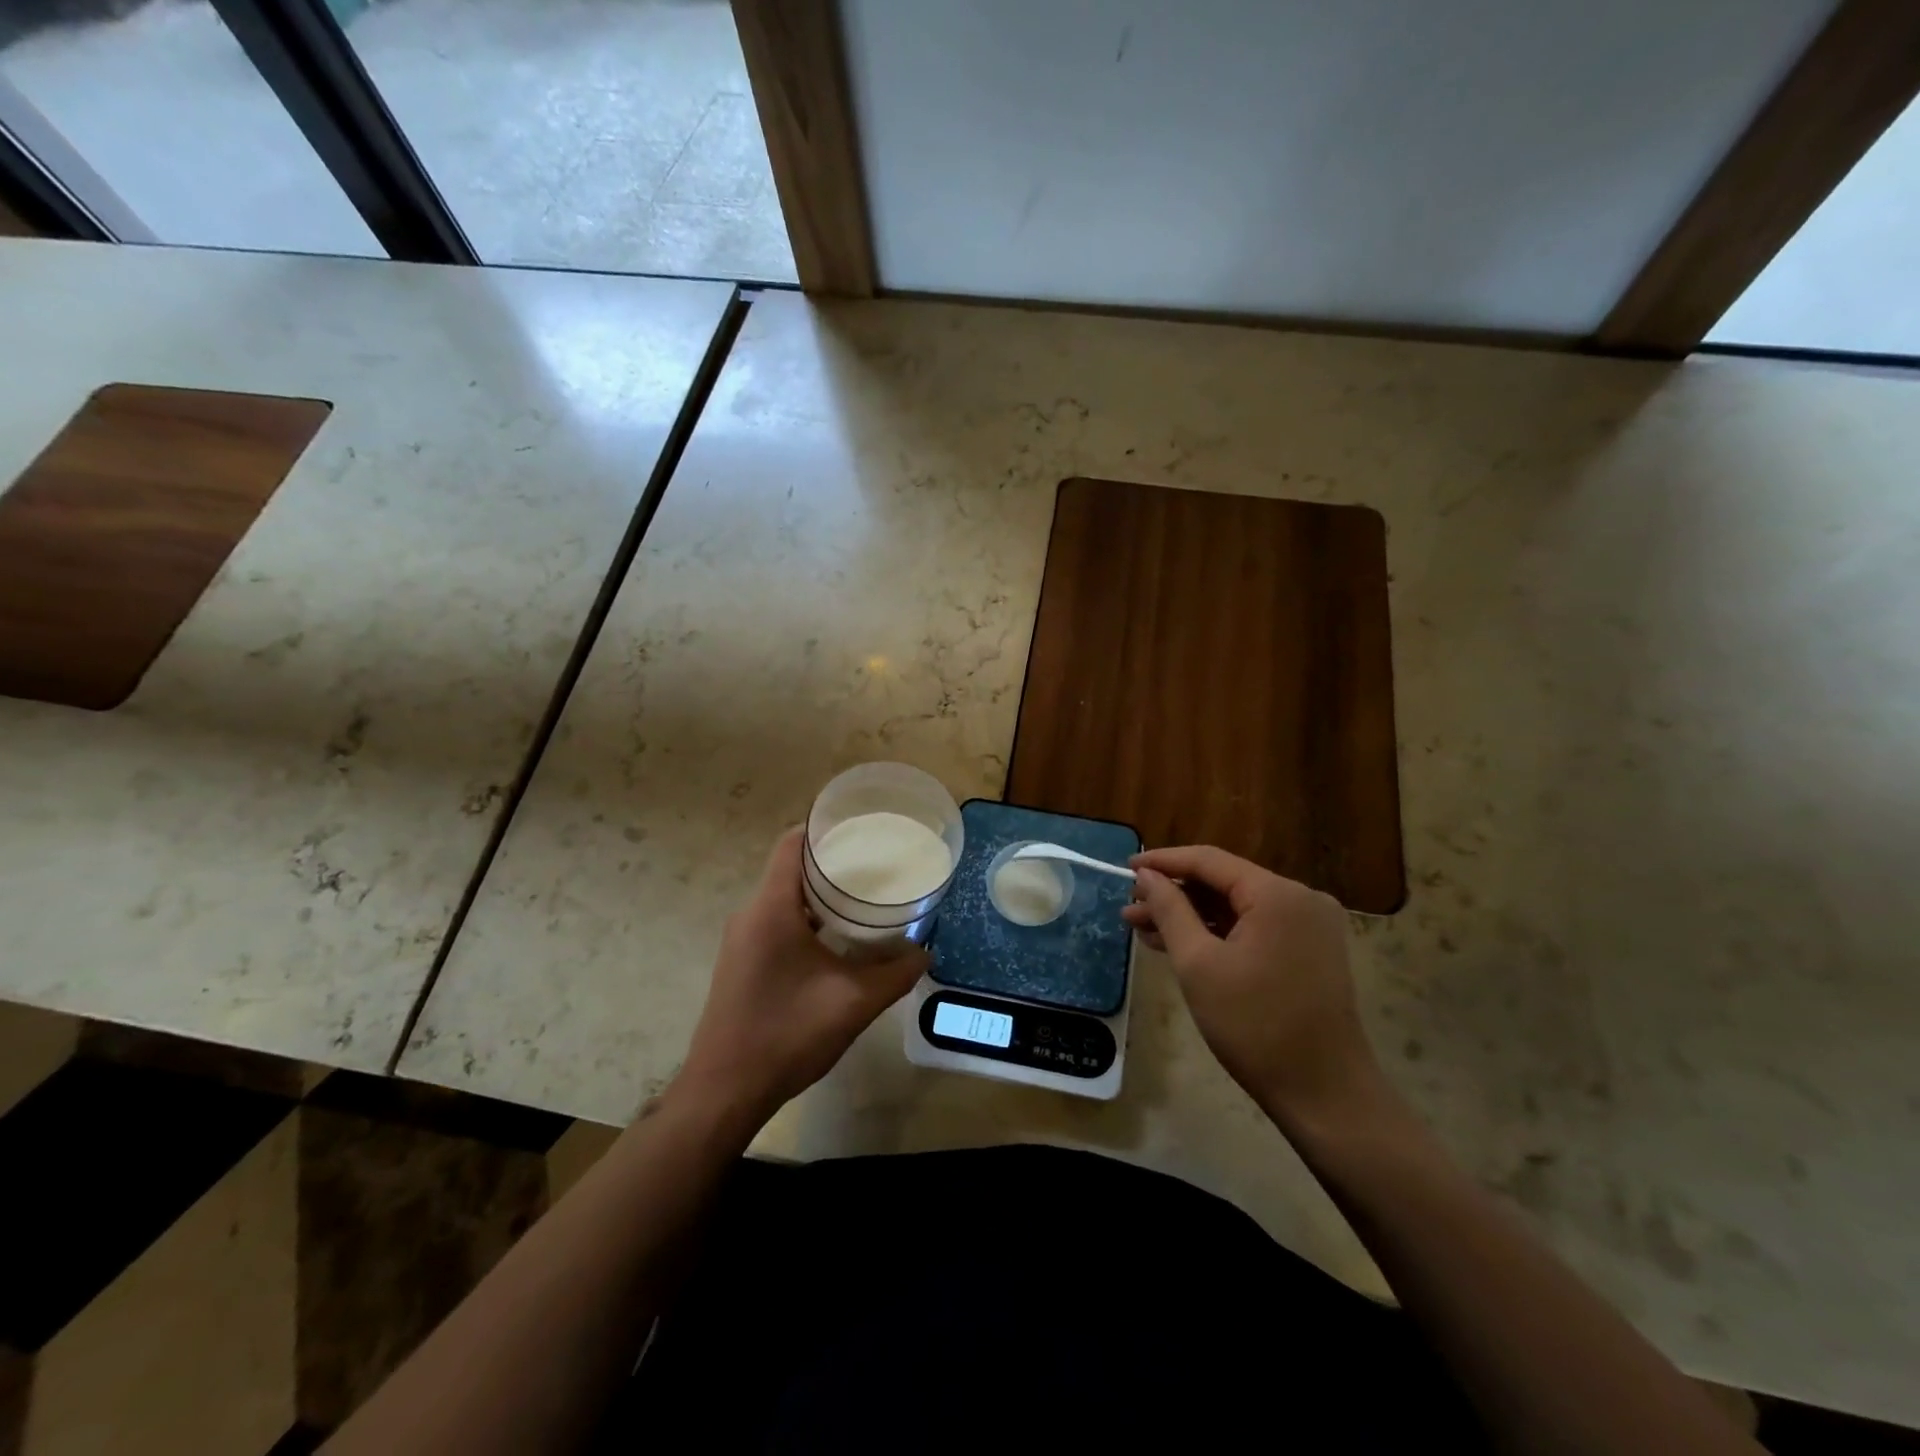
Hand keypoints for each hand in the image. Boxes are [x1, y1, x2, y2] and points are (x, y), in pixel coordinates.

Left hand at [676, 828, 926, 1124]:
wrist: (724, 1091)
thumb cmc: (787, 1035)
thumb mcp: (853, 1002)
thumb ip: (894, 973)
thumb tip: (924, 953)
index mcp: (771, 908)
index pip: (793, 844)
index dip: (826, 828)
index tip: (863, 828)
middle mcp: (750, 914)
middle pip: (791, 867)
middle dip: (833, 861)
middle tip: (876, 863)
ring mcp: (742, 939)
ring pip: (784, 896)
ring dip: (820, 893)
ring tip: (864, 897)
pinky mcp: (742, 961)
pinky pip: (776, 920)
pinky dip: (807, 917)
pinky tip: (837, 938)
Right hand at [1123, 846, 1381, 1127]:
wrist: (1325, 1095)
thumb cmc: (1255, 1026)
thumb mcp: (1198, 964)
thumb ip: (1170, 910)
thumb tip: (1146, 876)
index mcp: (1278, 894)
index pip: (1209, 860)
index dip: (1163, 861)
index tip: (1126, 868)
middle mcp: (1300, 899)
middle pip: (1224, 882)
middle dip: (1174, 895)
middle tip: (1130, 909)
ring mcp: (1310, 926)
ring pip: (1237, 907)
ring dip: (1192, 917)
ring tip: (1143, 930)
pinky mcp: (1311, 951)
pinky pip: (1254, 928)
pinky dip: (1218, 934)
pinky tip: (1180, 946)